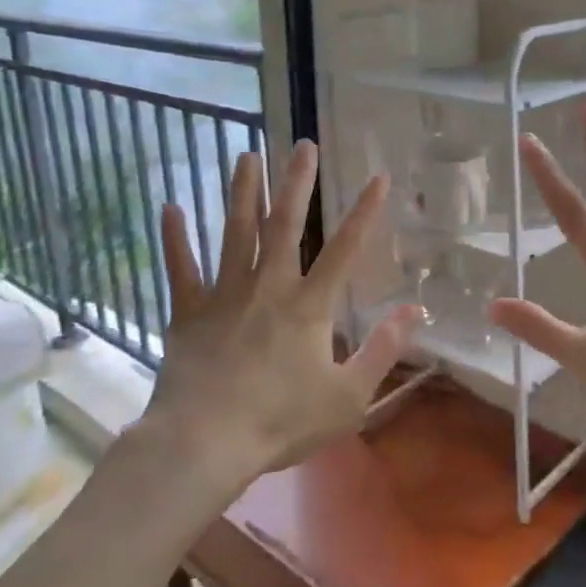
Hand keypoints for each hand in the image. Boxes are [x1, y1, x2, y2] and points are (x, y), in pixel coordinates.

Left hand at [147, 140, 419, 478]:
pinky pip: (182, 269)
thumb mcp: (348, 396)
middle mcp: (268, 287)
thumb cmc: (282, 421)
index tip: (378, 176)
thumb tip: (415, 311)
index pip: (344, 249)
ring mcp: (224, 296)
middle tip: (301, 145)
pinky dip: (176, 239)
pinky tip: (171, 207)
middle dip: (296, 183)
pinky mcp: (188, 312)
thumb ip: (382, 350)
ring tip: (246, 156)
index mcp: (309, 307)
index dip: (364, 212)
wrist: (205, 441)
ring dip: (242, 193)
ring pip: (235, 234)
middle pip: (284, 225)